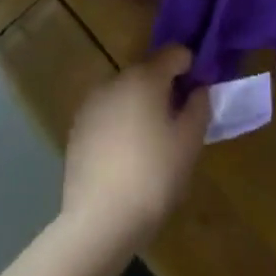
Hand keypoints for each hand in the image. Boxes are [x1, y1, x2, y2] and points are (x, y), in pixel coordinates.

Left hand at [61, 46, 210, 251]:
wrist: (98, 222)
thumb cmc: (153, 176)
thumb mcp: (190, 141)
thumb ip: (199, 106)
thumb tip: (198, 89)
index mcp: (145, 76)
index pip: (174, 52)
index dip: (190, 67)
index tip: (198, 94)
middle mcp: (114, 81)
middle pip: (148, 72)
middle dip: (165, 90)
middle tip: (178, 123)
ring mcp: (91, 105)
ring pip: (126, 94)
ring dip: (141, 107)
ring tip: (151, 144)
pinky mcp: (76, 130)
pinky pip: (107, 116)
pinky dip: (120, 125)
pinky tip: (126, 158)